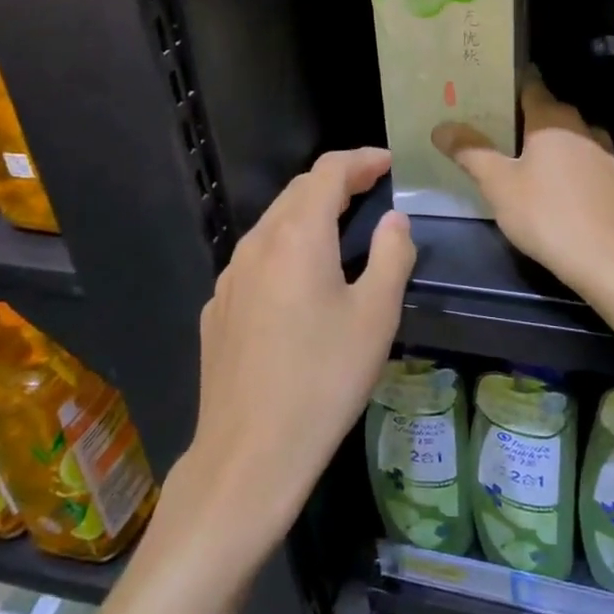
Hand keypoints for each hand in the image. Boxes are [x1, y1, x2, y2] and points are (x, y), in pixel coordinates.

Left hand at [182, 148, 415, 549]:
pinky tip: (300, 281)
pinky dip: (285, 248)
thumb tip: (395, 221)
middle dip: (336, 181)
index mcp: (298, 236)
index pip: (328, 171)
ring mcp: (230, 277)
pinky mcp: (218, 309)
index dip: (361, 159)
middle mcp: (257, 244)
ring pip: (273, 224)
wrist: (249, 453)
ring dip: (309, 214)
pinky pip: (256, 260)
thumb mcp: (376, 316)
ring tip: (342, 227)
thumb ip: (391, 256)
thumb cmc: (323, 380)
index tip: (389, 163)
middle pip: (298, 192)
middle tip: (372, 189)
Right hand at [434, 71, 613, 296]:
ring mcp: (601, 154)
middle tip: (486, 124)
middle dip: (518, 114)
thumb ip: (470, 151)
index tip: (482, 87)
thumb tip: (441, 126)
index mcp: (552, 119)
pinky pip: (578, 160)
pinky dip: (560, 163)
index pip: (530, 85)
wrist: (610, 259)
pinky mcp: (611, 181)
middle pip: (546, 110)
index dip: (506, 84)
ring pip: (565, 136)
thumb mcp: (498, 184)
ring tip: (512, 154)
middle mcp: (580, 127)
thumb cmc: (548, 214)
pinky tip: (547, 183)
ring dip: (541, 141)